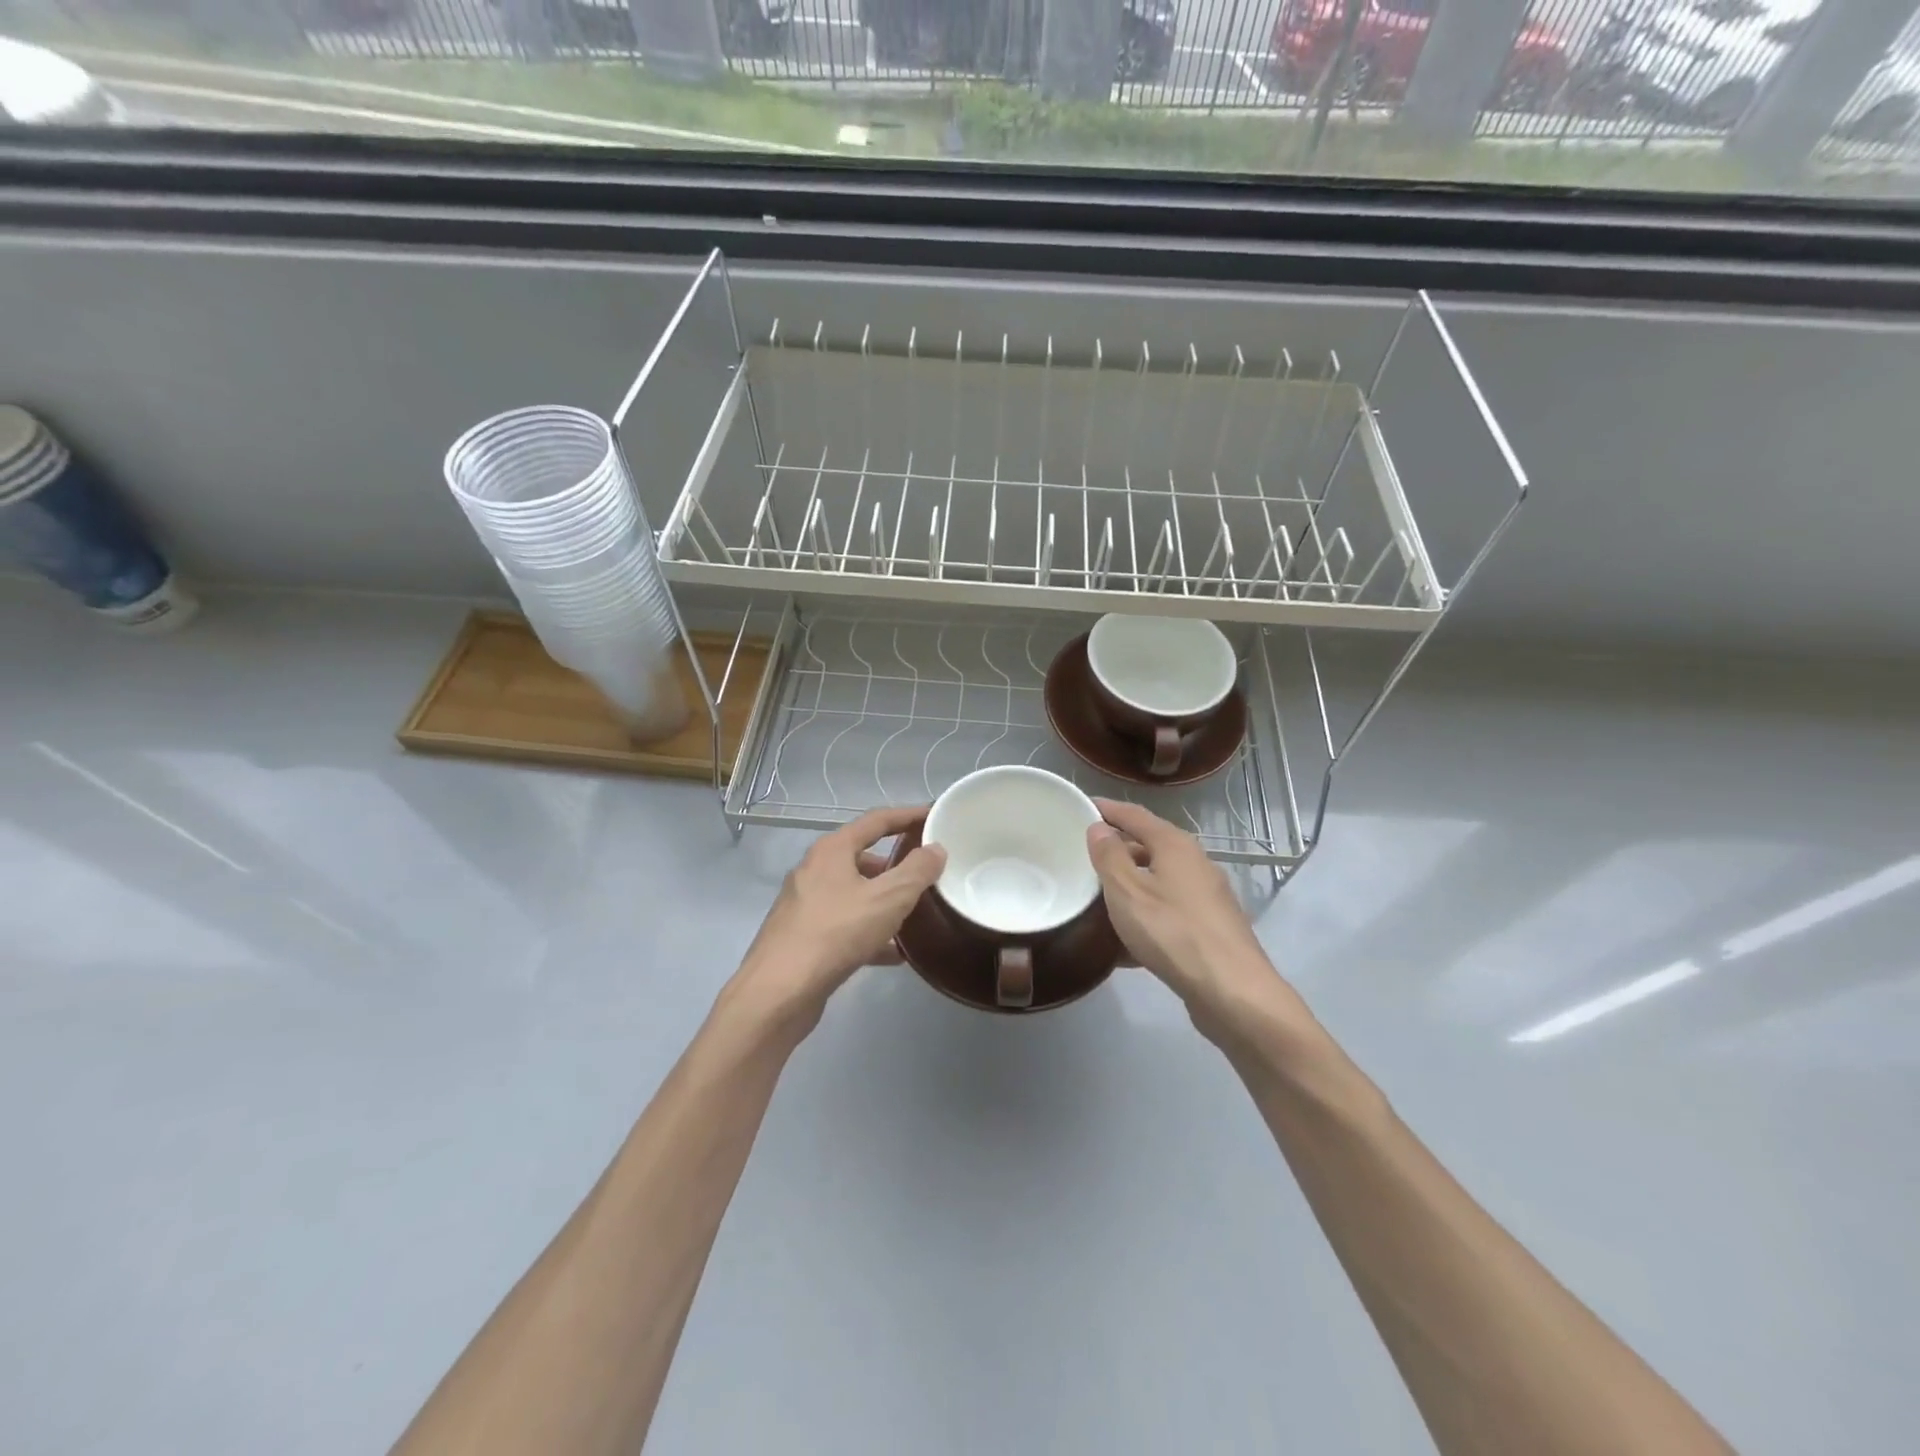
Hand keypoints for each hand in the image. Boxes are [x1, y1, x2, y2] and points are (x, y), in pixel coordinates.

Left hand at [729, 806, 945, 1036]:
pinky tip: (894, 954)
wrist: (778, 993)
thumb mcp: (888, 899)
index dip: (908, 816)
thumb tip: (935, 848)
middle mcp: (814, 870)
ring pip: (854, 893)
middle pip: (862, 856)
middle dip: (896, 863)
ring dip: (883, 900)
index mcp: (832, 850)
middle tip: (927, 871)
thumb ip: (917, 871)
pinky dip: (869, 932)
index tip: (935, 816)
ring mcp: (805, 904)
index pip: (877, 820)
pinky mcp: (803, 937)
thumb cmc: (836, 933)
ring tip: (915, 913)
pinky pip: (845, 925)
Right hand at [1086, 800, 1309, 1049]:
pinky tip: (1124, 944)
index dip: (1107, 809)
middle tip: (1083, 856)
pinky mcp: (1210, 928)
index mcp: (1175, 845)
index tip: (1081, 806)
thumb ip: (1109, 857)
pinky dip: (1145, 916)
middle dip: (1117, 849)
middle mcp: (1195, 863)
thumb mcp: (1127, 892)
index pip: (1135, 815)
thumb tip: (1099, 828)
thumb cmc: (1173, 932)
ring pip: (1159, 881)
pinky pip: (1168, 912)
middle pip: (1150, 846)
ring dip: (1130, 886)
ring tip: (1097, 898)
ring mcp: (1207, 897)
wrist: (1233, 992)